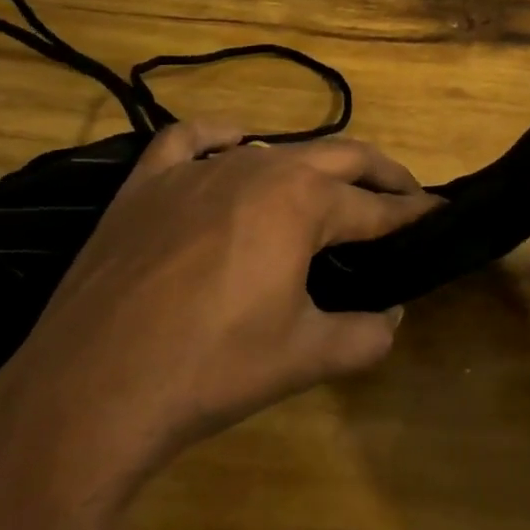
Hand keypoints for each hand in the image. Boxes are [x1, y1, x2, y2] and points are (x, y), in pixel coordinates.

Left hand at [0, 122, 440, 518]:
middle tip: (405, 196)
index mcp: (303, 202)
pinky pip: (192, 140)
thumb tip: (394, 316)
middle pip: (340, 156)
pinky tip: (234, 147)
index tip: (439, 213)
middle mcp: (258, 167)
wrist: (89, 392)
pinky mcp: (147, 183)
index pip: (377, 207)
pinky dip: (222, 137)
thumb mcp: (306, 356)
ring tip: (329, 191)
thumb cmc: (211, 370)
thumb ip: (367, 333)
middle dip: (381, 174)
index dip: (414, 213)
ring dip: (313, 166)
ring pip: (275, 148)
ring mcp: (198, 170)